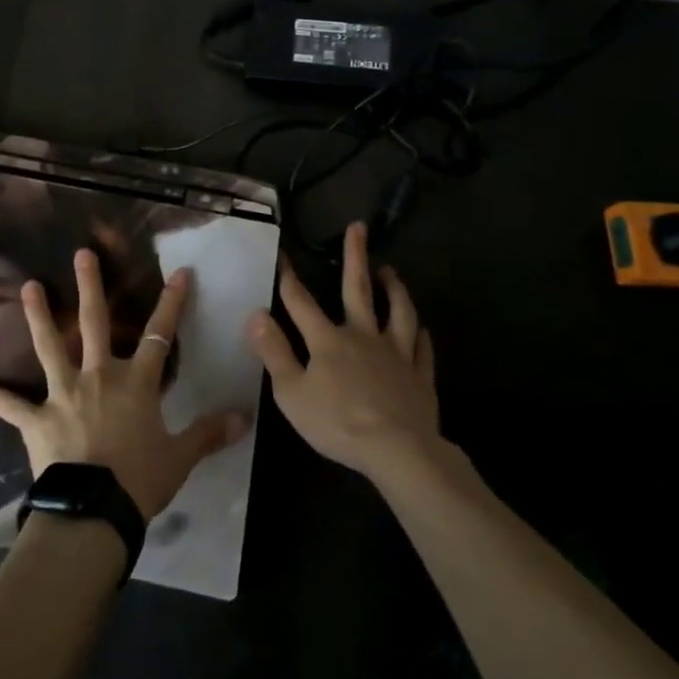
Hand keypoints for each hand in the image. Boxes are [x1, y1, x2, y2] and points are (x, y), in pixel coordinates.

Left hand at [0, 249, 253, 521]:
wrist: (93, 510)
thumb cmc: (139, 480)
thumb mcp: (180, 457)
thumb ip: (208, 433)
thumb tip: (245, 416)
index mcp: (135, 382)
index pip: (159, 334)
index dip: (171, 303)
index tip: (180, 272)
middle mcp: (97, 376)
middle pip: (94, 322)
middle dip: (90, 286)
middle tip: (81, 253)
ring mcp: (63, 394)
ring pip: (49, 346)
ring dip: (38, 316)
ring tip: (27, 287)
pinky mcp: (37, 419)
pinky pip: (15, 407)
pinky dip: (0, 398)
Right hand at [247, 222, 448, 482]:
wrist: (398, 450)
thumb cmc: (337, 422)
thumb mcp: (291, 392)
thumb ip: (273, 352)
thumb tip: (255, 314)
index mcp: (328, 340)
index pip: (301, 302)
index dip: (288, 277)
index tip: (282, 253)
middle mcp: (363, 336)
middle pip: (358, 290)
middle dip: (355, 257)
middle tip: (358, 228)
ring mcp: (396, 354)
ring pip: (399, 312)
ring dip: (395, 289)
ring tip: (391, 271)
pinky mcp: (420, 377)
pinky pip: (422, 349)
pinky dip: (421, 336)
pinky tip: (423, 329)